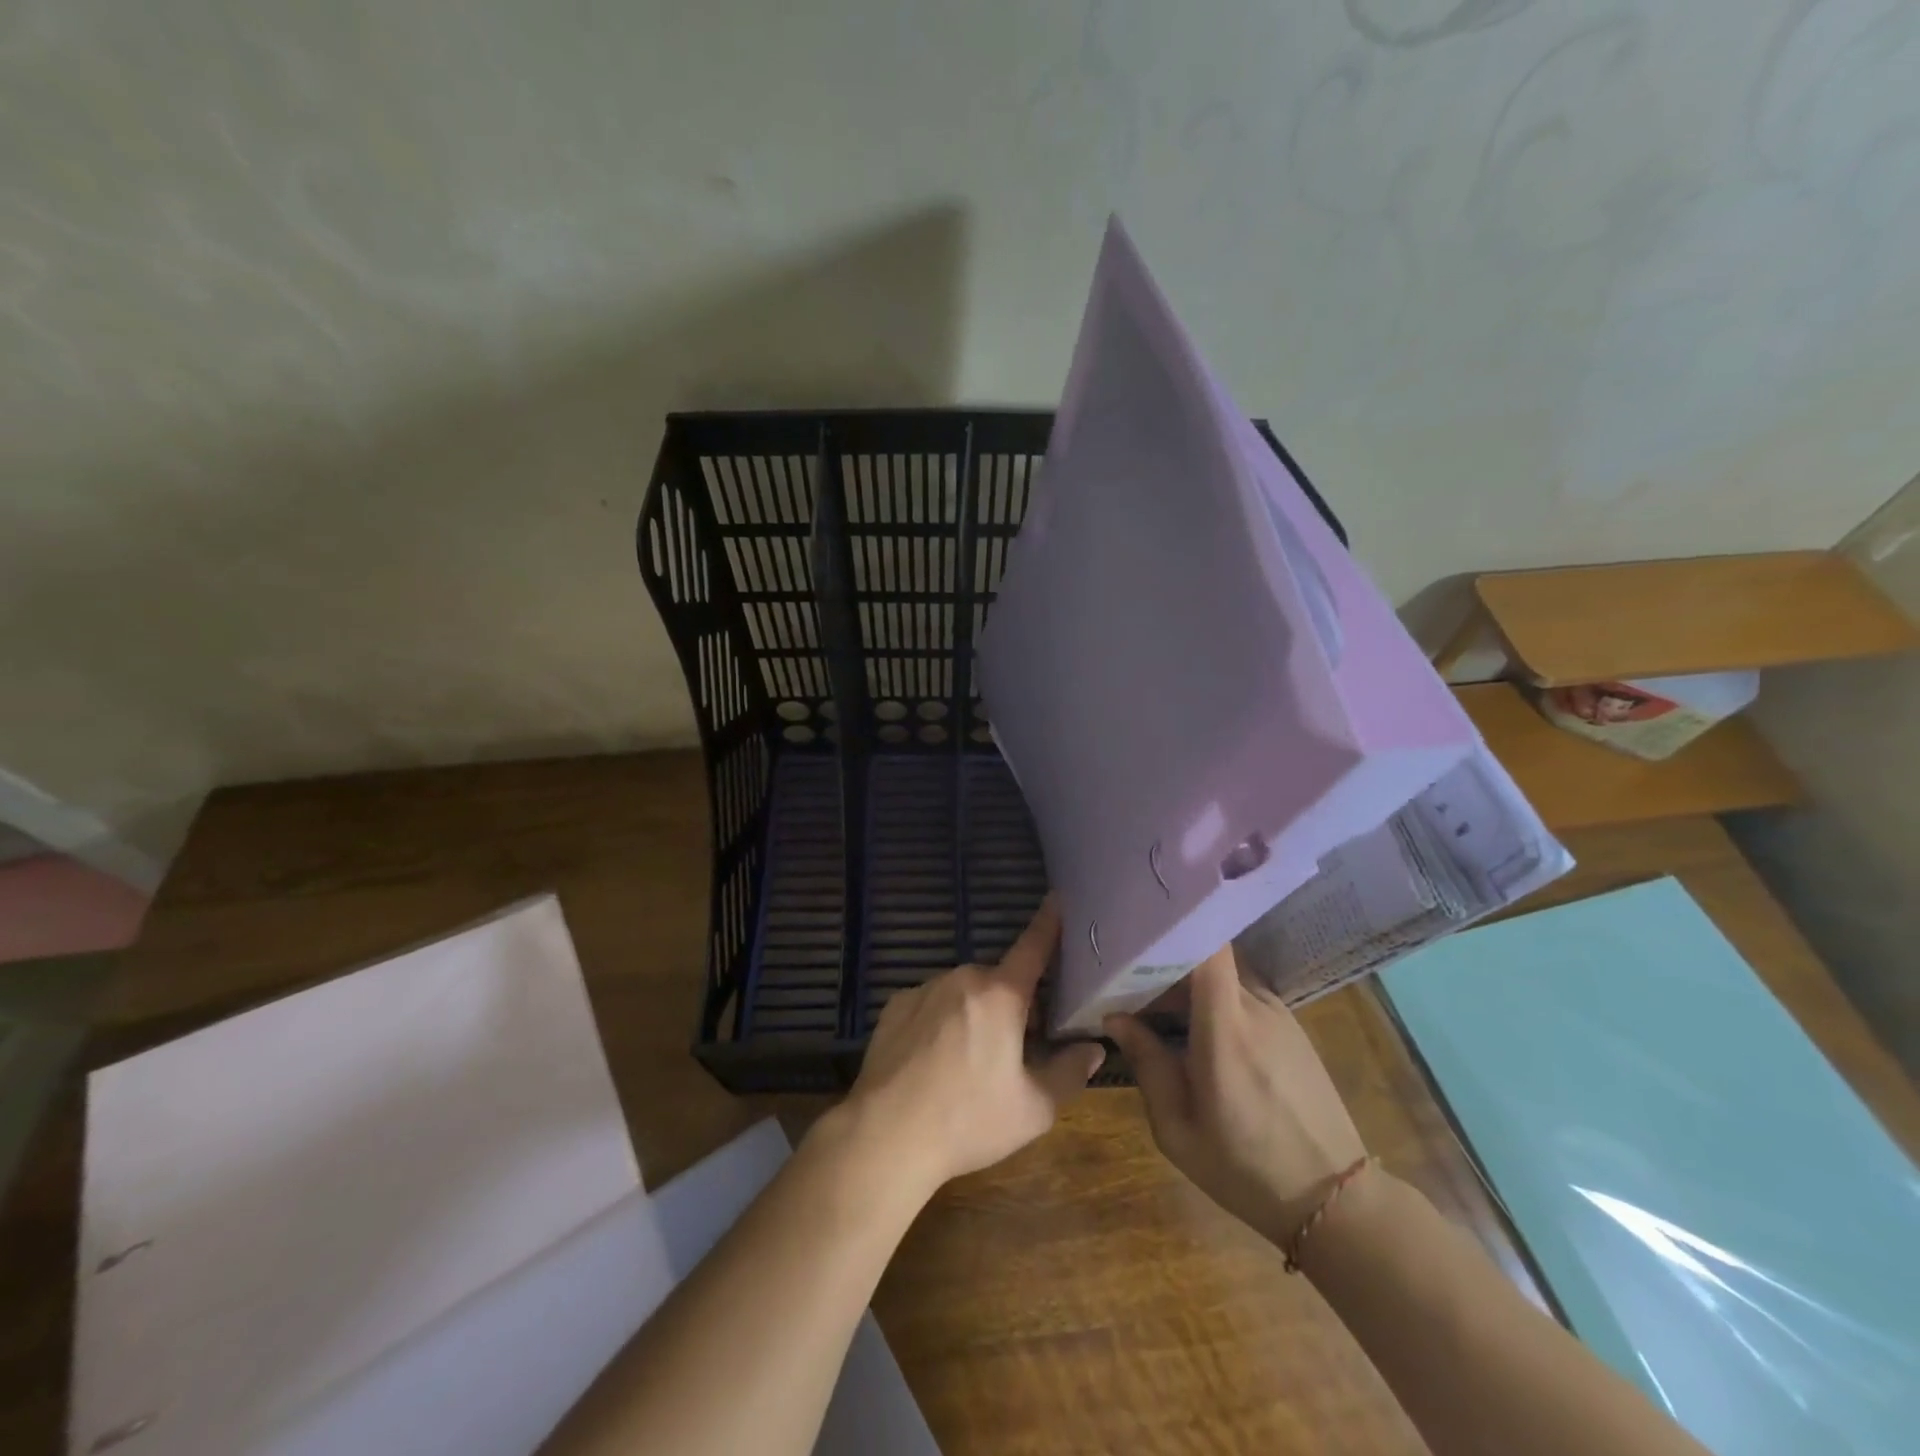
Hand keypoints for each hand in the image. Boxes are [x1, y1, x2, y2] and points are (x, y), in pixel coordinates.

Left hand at [839, 897, 1105, 1195]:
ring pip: (964, 992)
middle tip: (1015, 1049)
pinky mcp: (896, 1005)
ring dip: (975, 1012)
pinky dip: (941, 1020)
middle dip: (1012, 1004)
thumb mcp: (1034, 1108)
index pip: (1033, 947)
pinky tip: (934, 1060)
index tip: (1058, 897)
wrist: (886, 1135)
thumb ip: (1070, 1072)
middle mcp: (963, 978)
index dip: (1049, 922)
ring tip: (969, 1062)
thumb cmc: (968, 1120)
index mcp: (1001, 995)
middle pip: (999, 981)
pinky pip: (931, 1003)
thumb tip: (1093, 1048)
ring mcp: (925, 988)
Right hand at [1105, 945, 1366, 1245]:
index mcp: (1225, 1028)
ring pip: (1225, 975)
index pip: (1209, 948)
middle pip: (1208, 956)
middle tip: (1132, 981)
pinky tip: (1199, 1030)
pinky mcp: (1293, 1027)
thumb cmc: (1245, 1169)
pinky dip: (1217, 1000)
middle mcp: (1255, 1007)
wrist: (1335, 1201)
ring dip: (1192, 984)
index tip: (1139, 933)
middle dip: (1169, 961)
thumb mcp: (1177, 1129)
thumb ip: (1148, 1064)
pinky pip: (1244, 994)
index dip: (1177, 928)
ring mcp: (1280, 1014)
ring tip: (1159, 1007)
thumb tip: (1116, 1017)